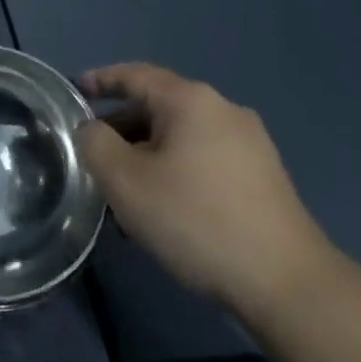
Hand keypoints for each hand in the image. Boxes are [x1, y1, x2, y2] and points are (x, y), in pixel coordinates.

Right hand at [76, 64, 336, 314]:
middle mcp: (223, 110)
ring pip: (181, 138)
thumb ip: (95, 144)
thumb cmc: (197, 221)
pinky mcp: (264, 178)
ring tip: (125, 194)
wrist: (288, 286)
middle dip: (121, 129)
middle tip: (93, 158)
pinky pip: (204, 160)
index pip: (133, 74)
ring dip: (147, 156)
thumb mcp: (126, 182)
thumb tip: (91, 130)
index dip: (99, 81)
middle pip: (157, 107)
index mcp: (190, 100)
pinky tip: (165, 211)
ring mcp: (250, 144)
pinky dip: (176, 172)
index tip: (72, 93)